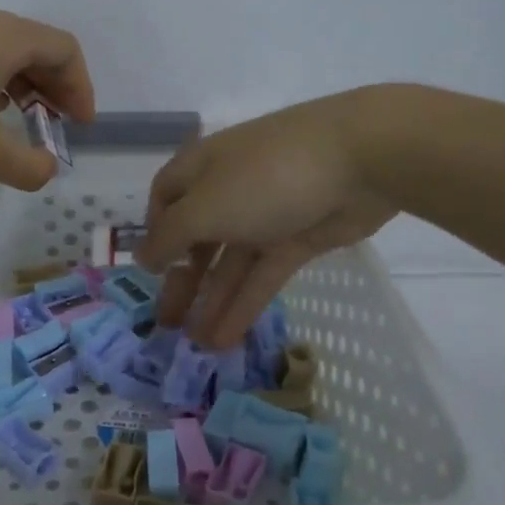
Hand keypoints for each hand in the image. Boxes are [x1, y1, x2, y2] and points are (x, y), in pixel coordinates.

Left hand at [0, 8, 95, 188]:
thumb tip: (47, 170)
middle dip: (54, 88)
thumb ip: (27, 166)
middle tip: (55, 126)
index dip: (81, 88)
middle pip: (35, 46)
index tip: (79, 127)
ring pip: (1, 51)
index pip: (64, 49)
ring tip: (19, 123)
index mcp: (4, 37)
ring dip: (22, 86)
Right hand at [137, 88, 396, 347]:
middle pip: (197, 237)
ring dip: (212, 301)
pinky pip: (263, 275)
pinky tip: (225, 338)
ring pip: (231, 263)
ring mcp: (267, 214)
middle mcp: (230, 189)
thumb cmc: (266, 177)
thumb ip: (170, 236)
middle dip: (182, 279)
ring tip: (195, 345)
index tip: (150, 269)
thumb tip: (142, 256)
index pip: (166, 196)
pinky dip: (244, 304)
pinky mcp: (300, 238)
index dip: (155, 230)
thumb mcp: (205, 206)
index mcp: (202, 168)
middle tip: (166, 323)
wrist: (362, 159)